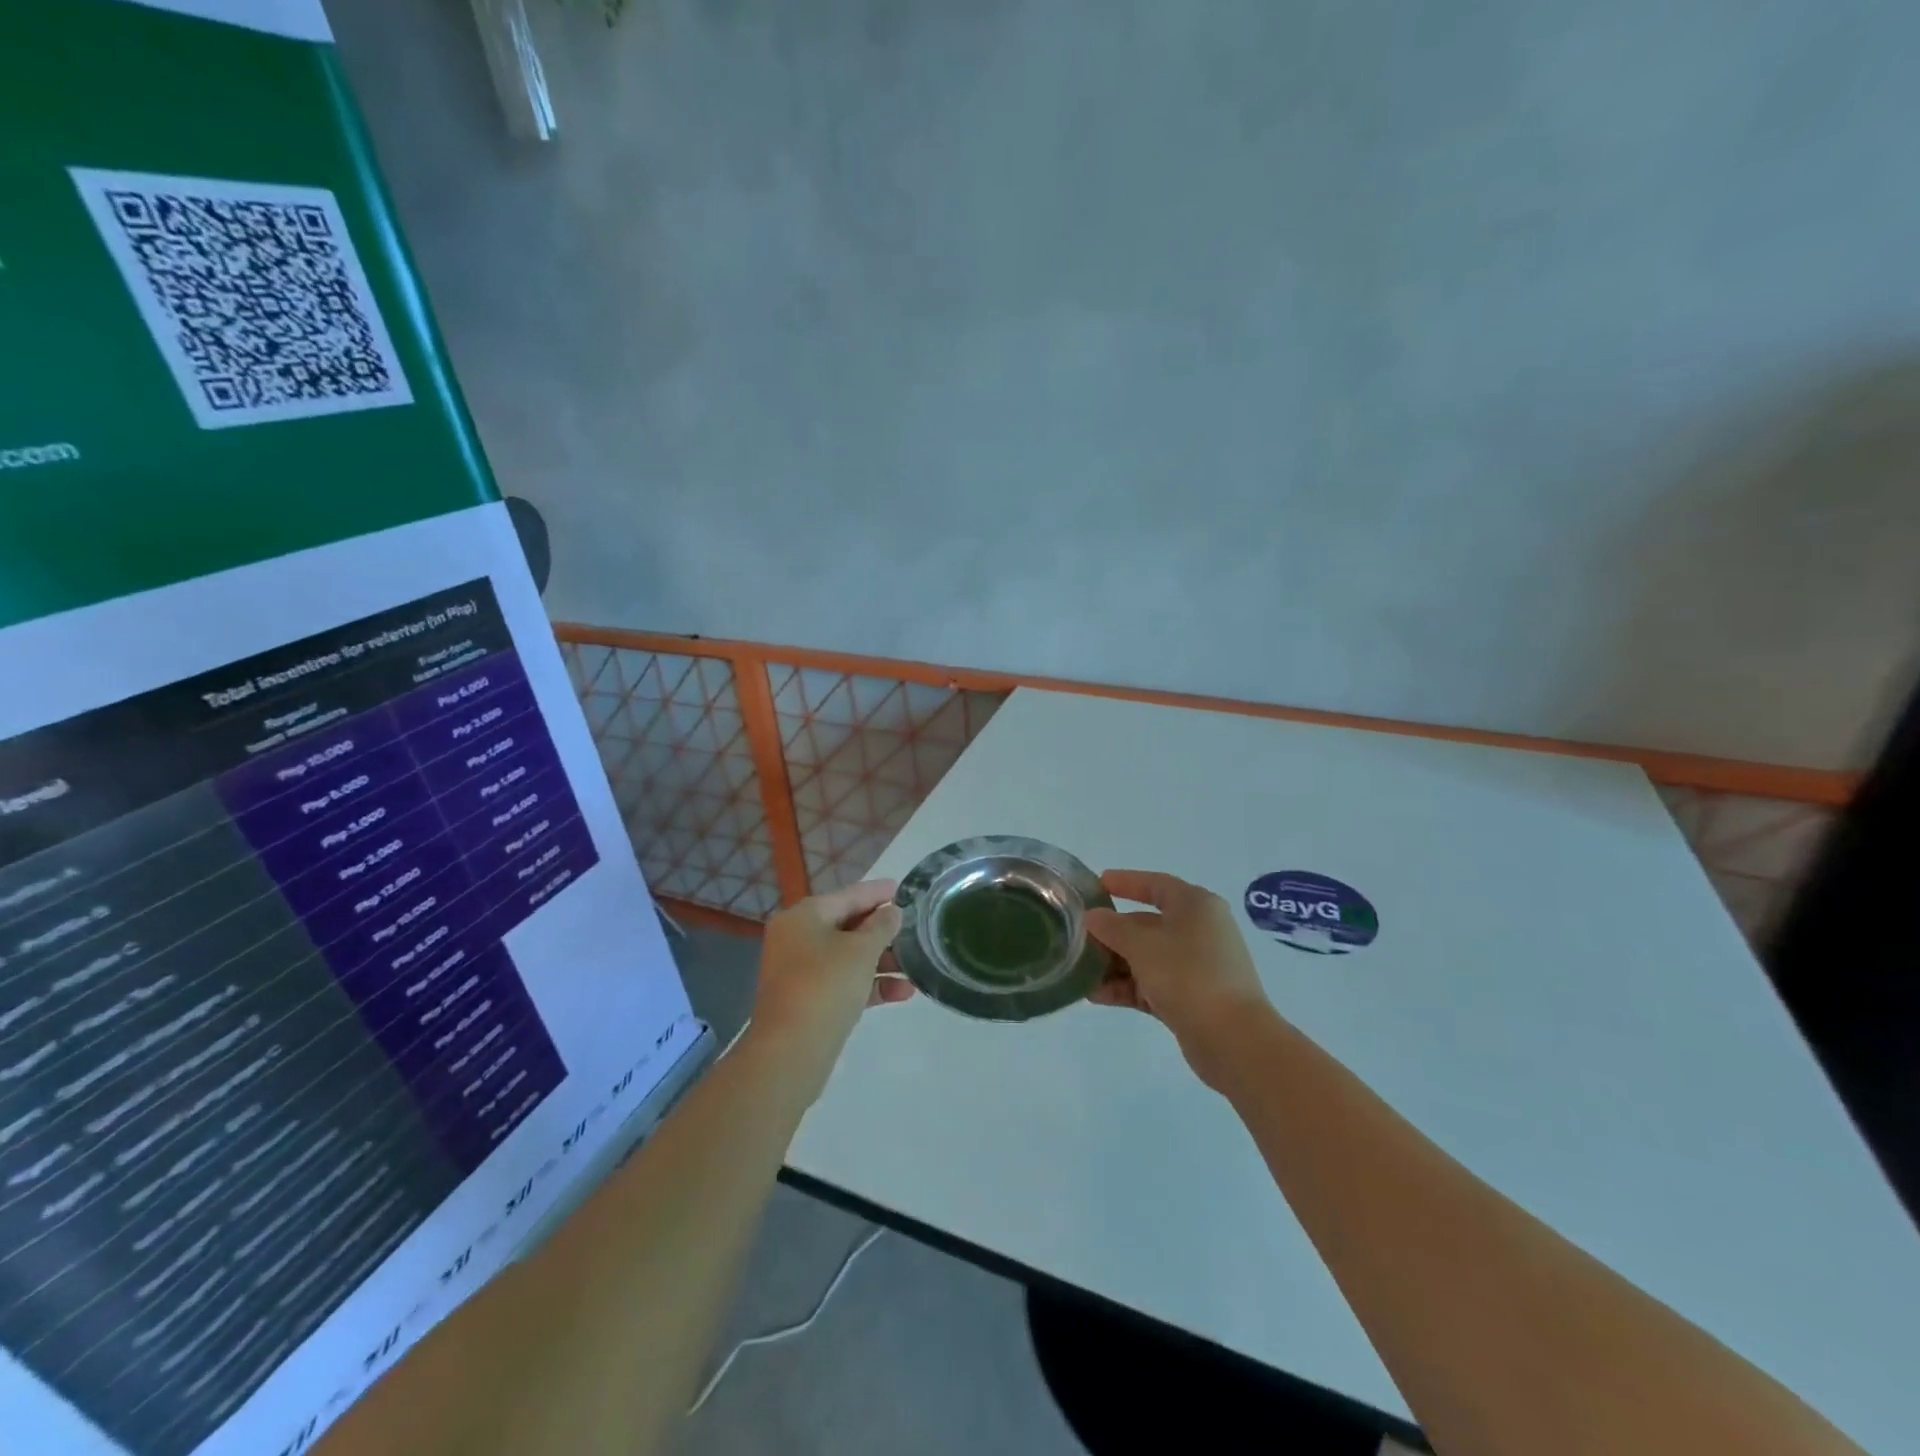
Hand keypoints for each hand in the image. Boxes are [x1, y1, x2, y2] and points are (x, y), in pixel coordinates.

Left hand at [747, 880, 912, 1098]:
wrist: (790, 1053)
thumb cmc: (825, 986)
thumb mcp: (861, 951)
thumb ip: (881, 927)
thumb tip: (891, 912)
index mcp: (804, 917)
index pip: (848, 896)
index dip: (877, 892)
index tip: (903, 888)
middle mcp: (797, 939)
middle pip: (847, 926)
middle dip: (882, 931)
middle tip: (913, 928)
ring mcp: (800, 972)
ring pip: (848, 957)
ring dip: (881, 961)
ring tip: (915, 966)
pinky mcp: (808, 1001)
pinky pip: (844, 983)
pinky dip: (870, 985)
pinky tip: (903, 993)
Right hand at [1085, 869, 1274, 1088]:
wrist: (1233, 1039)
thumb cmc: (1188, 976)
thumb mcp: (1142, 946)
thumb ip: (1113, 928)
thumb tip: (1093, 917)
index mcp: (1195, 905)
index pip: (1156, 884)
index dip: (1126, 882)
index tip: (1097, 885)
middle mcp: (1199, 930)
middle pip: (1147, 923)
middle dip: (1112, 932)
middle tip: (1079, 937)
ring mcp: (1197, 966)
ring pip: (1148, 957)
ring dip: (1115, 963)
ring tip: (1080, 972)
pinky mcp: (1192, 997)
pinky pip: (1152, 983)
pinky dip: (1127, 987)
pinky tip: (1096, 995)